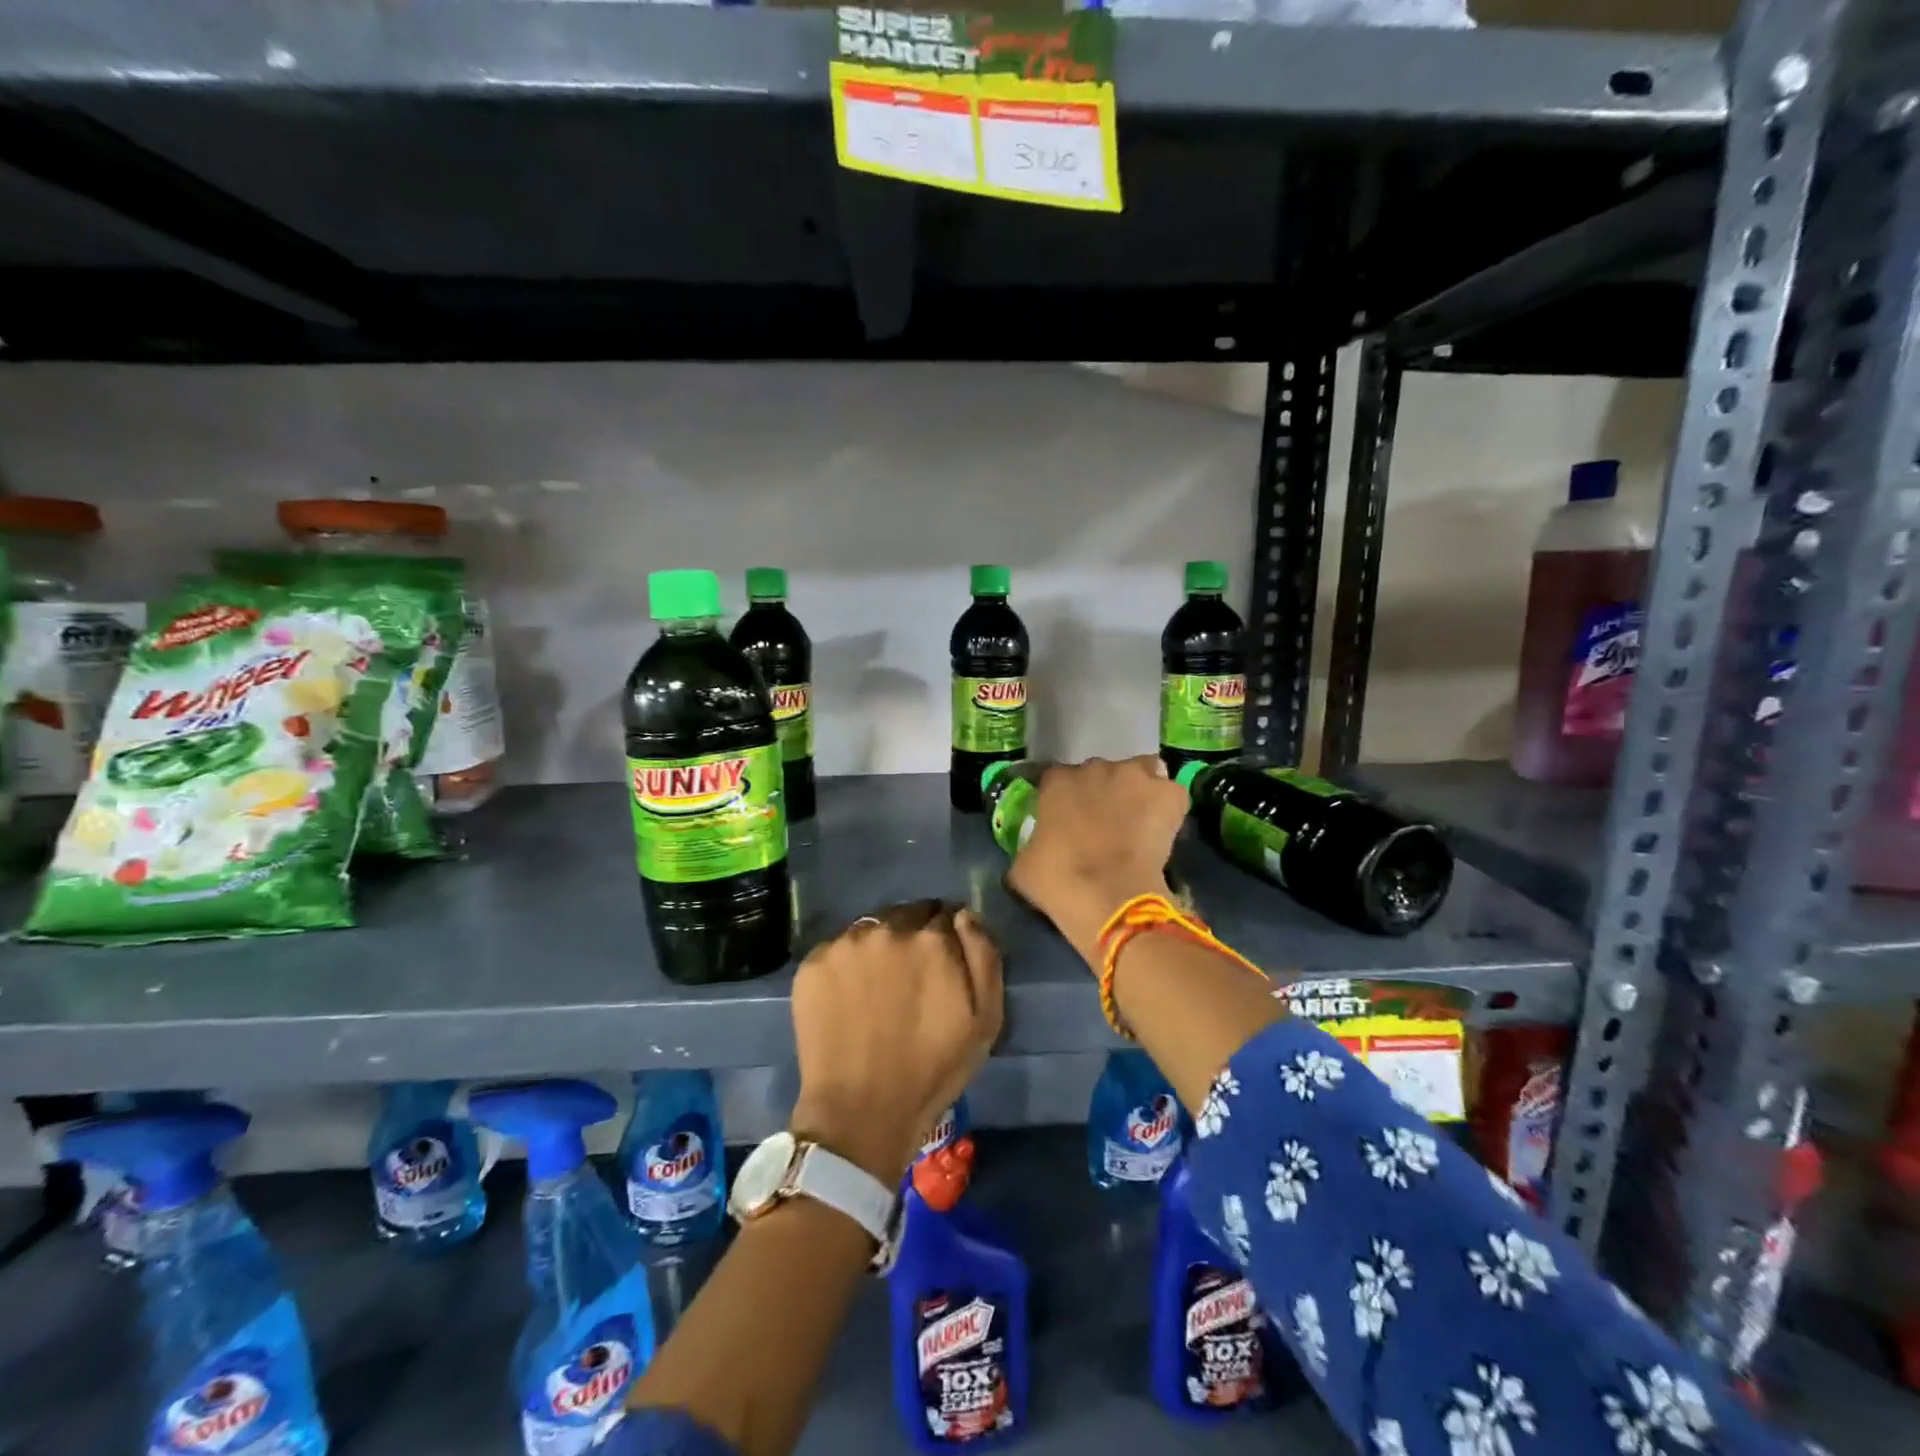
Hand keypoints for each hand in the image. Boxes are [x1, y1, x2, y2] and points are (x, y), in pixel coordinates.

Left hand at [789, 901, 1002, 1185]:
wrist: (860, 1113)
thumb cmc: (932, 1070)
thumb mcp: (985, 1019)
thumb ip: (983, 955)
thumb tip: (964, 915)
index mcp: (932, 939)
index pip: (946, 913)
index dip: (948, 935)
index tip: (944, 959)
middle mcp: (888, 929)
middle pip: (908, 915)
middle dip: (914, 934)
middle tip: (912, 974)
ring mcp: (846, 944)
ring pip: (872, 928)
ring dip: (880, 945)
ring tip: (879, 985)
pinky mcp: (814, 963)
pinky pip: (839, 949)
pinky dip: (848, 964)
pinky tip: (850, 995)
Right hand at [1005, 755, 1188, 966]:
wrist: (1110, 896)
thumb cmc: (1059, 881)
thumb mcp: (1023, 866)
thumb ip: (1029, 846)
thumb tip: (1032, 851)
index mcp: (1056, 781)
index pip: (1057, 779)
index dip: (1065, 800)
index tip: (1068, 823)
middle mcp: (1095, 768)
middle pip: (1101, 774)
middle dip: (1103, 794)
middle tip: (1106, 827)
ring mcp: (1135, 776)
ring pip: (1141, 774)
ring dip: (1138, 792)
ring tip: (1140, 823)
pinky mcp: (1169, 793)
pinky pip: (1171, 795)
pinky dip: (1168, 808)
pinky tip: (1164, 832)